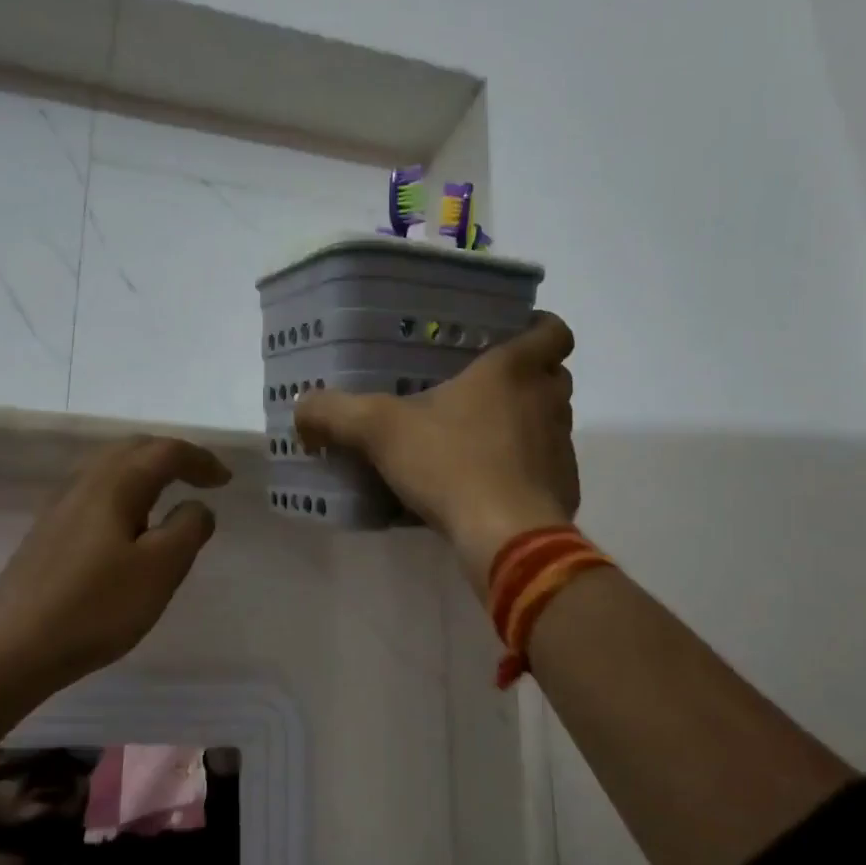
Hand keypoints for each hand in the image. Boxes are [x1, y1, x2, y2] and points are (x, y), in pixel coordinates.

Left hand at [0, 436, 231, 688]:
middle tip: (200, 478)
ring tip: (167, 494)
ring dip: (144, 470)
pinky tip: (125, 523)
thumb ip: (188, 529)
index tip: (225, 481)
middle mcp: (84, 484)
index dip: (200, 460)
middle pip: (132, 449)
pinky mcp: (46, 532)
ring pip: (108, 468)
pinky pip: (93, 491)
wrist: (14, 647)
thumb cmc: (97, 607)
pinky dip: (123, 490)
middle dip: (171, 456)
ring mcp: (59, 507)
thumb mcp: (160, 570)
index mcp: (115, 485)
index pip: (164, 452)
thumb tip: (196, 507)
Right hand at [295, 312, 578, 582]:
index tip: (513, 336)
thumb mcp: (379, 431)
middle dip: (528, 378)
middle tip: (483, 389)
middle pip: (554, 376)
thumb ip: (336, 413)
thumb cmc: (451, 464)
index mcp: (513, 372)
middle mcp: (548, 402)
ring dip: (526, 423)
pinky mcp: (564, 488)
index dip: (540, 327)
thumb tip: (301, 408)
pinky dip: (526, 469)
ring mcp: (561, 447)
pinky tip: (490, 486)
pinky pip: (548, 467)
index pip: (552, 331)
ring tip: (481, 439)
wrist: (506, 537)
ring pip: (551, 421)